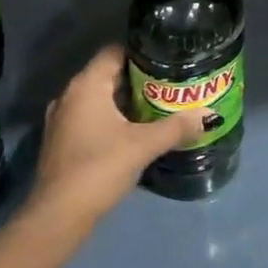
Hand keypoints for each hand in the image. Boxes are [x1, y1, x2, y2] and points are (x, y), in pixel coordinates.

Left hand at [32, 47, 203, 225]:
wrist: (58, 215)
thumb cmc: (100, 167)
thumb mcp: (144, 145)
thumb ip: (177, 127)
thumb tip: (209, 114)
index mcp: (86, 85)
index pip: (114, 52)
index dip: (142, 52)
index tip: (168, 59)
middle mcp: (69, 95)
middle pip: (108, 74)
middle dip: (139, 78)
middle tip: (171, 84)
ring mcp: (62, 119)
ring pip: (100, 98)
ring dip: (126, 101)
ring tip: (159, 106)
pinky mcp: (62, 141)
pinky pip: (91, 117)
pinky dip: (112, 118)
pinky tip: (134, 132)